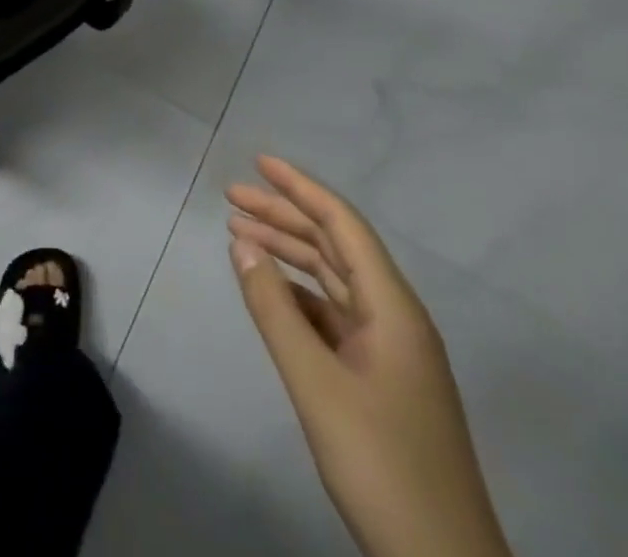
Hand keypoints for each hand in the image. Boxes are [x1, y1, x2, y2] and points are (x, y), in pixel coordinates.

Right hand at [228, 156, 510, 556]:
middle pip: (335, 247)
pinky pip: (333, 317)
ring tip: (239, 234)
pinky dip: (298, 296)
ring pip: (333, 281)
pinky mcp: (381, 381)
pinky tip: (270, 293)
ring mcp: (391, 352)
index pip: (343, 225)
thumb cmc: (383, 465)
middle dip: (284, 217)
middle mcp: (395, 318)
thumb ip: (275, 311)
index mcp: (393, 308)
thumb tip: (242, 244)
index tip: (258, 162)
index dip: (301, 188)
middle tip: (232, 198)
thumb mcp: (317, 384)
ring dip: (288, 254)